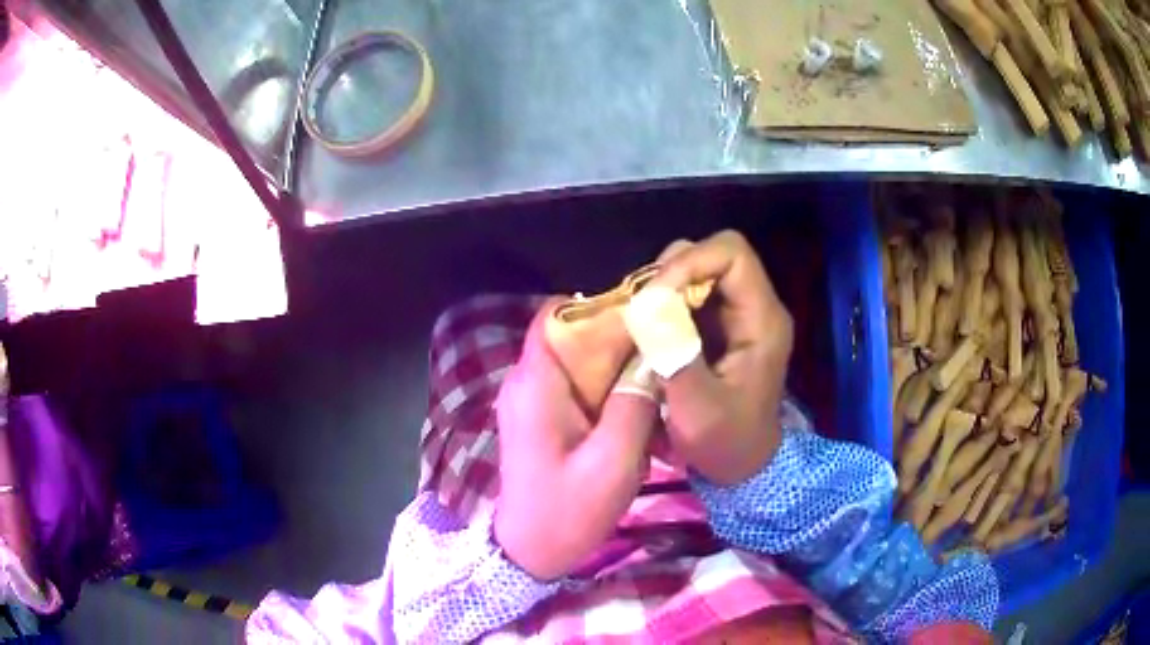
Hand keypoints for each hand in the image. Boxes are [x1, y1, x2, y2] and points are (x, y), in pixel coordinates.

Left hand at [494, 301, 657, 580]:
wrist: (530, 551)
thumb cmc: (567, 511)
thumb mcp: (613, 461)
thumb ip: (635, 404)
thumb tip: (654, 355)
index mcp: (536, 383)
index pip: (556, 316)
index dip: (600, 306)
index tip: (645, 312)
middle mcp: (527, 382)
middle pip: (571, 336)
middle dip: (617, 337)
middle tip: (663, 346)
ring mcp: (531, 400)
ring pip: (577, 362)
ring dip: (615, 367)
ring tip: (656, 377)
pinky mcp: (540, 418)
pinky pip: (575, 387)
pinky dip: (605, 389)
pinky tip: (635, 408)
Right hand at [649, 231, 793, 484]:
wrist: (744, 468)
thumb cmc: (727, 444)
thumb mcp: (699, 411)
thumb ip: (675, 355)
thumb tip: (645, 304)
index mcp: (762, 320)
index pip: (732, 254)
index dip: (689, 262)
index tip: (652, 296)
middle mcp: (753, 307)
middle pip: (712, 255)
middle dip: (670, 274)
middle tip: (639, 308)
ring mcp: (736, 316)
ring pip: (696, 272)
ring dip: (662, 289)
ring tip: (639, 321)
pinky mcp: (718, 327)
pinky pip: (687, 295)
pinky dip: (662, 305)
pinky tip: (646, 332)